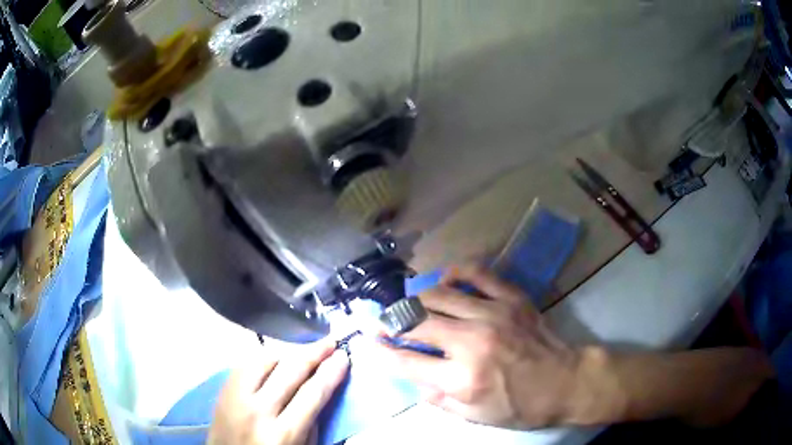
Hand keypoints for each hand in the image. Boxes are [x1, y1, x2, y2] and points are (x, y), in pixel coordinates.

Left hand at [208, 340, 349, 444]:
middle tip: (330, 342)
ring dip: (287, 353)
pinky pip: (244, 365)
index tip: (343, 357)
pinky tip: (274, 359)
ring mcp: (236, 398)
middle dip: (314, 353)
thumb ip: (311, 425)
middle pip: (290, 371)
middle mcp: (258, 411)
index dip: (331, 373)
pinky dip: (263, 359)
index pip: (312, 394)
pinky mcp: (222, 392)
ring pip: (264, 361)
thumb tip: (320, 392)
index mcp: (283, 434)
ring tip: (303, 351)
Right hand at [370, 264, 589, 428]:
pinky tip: (446, 281)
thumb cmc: (521, 406)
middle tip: (383, 322)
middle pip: (416, 323)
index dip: (380, 351)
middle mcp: (472, 343)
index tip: (367, 342)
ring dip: (417, 300)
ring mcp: (493, 314)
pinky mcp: (511, 298)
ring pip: (439, 295)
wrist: (567, 382)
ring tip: (411, 306)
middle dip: (391, 322)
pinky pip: (476, 274)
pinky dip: (454, 273)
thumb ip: (437, 398)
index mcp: (462, 379)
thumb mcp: (475, 416)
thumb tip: (411, 377)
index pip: (406, 362)